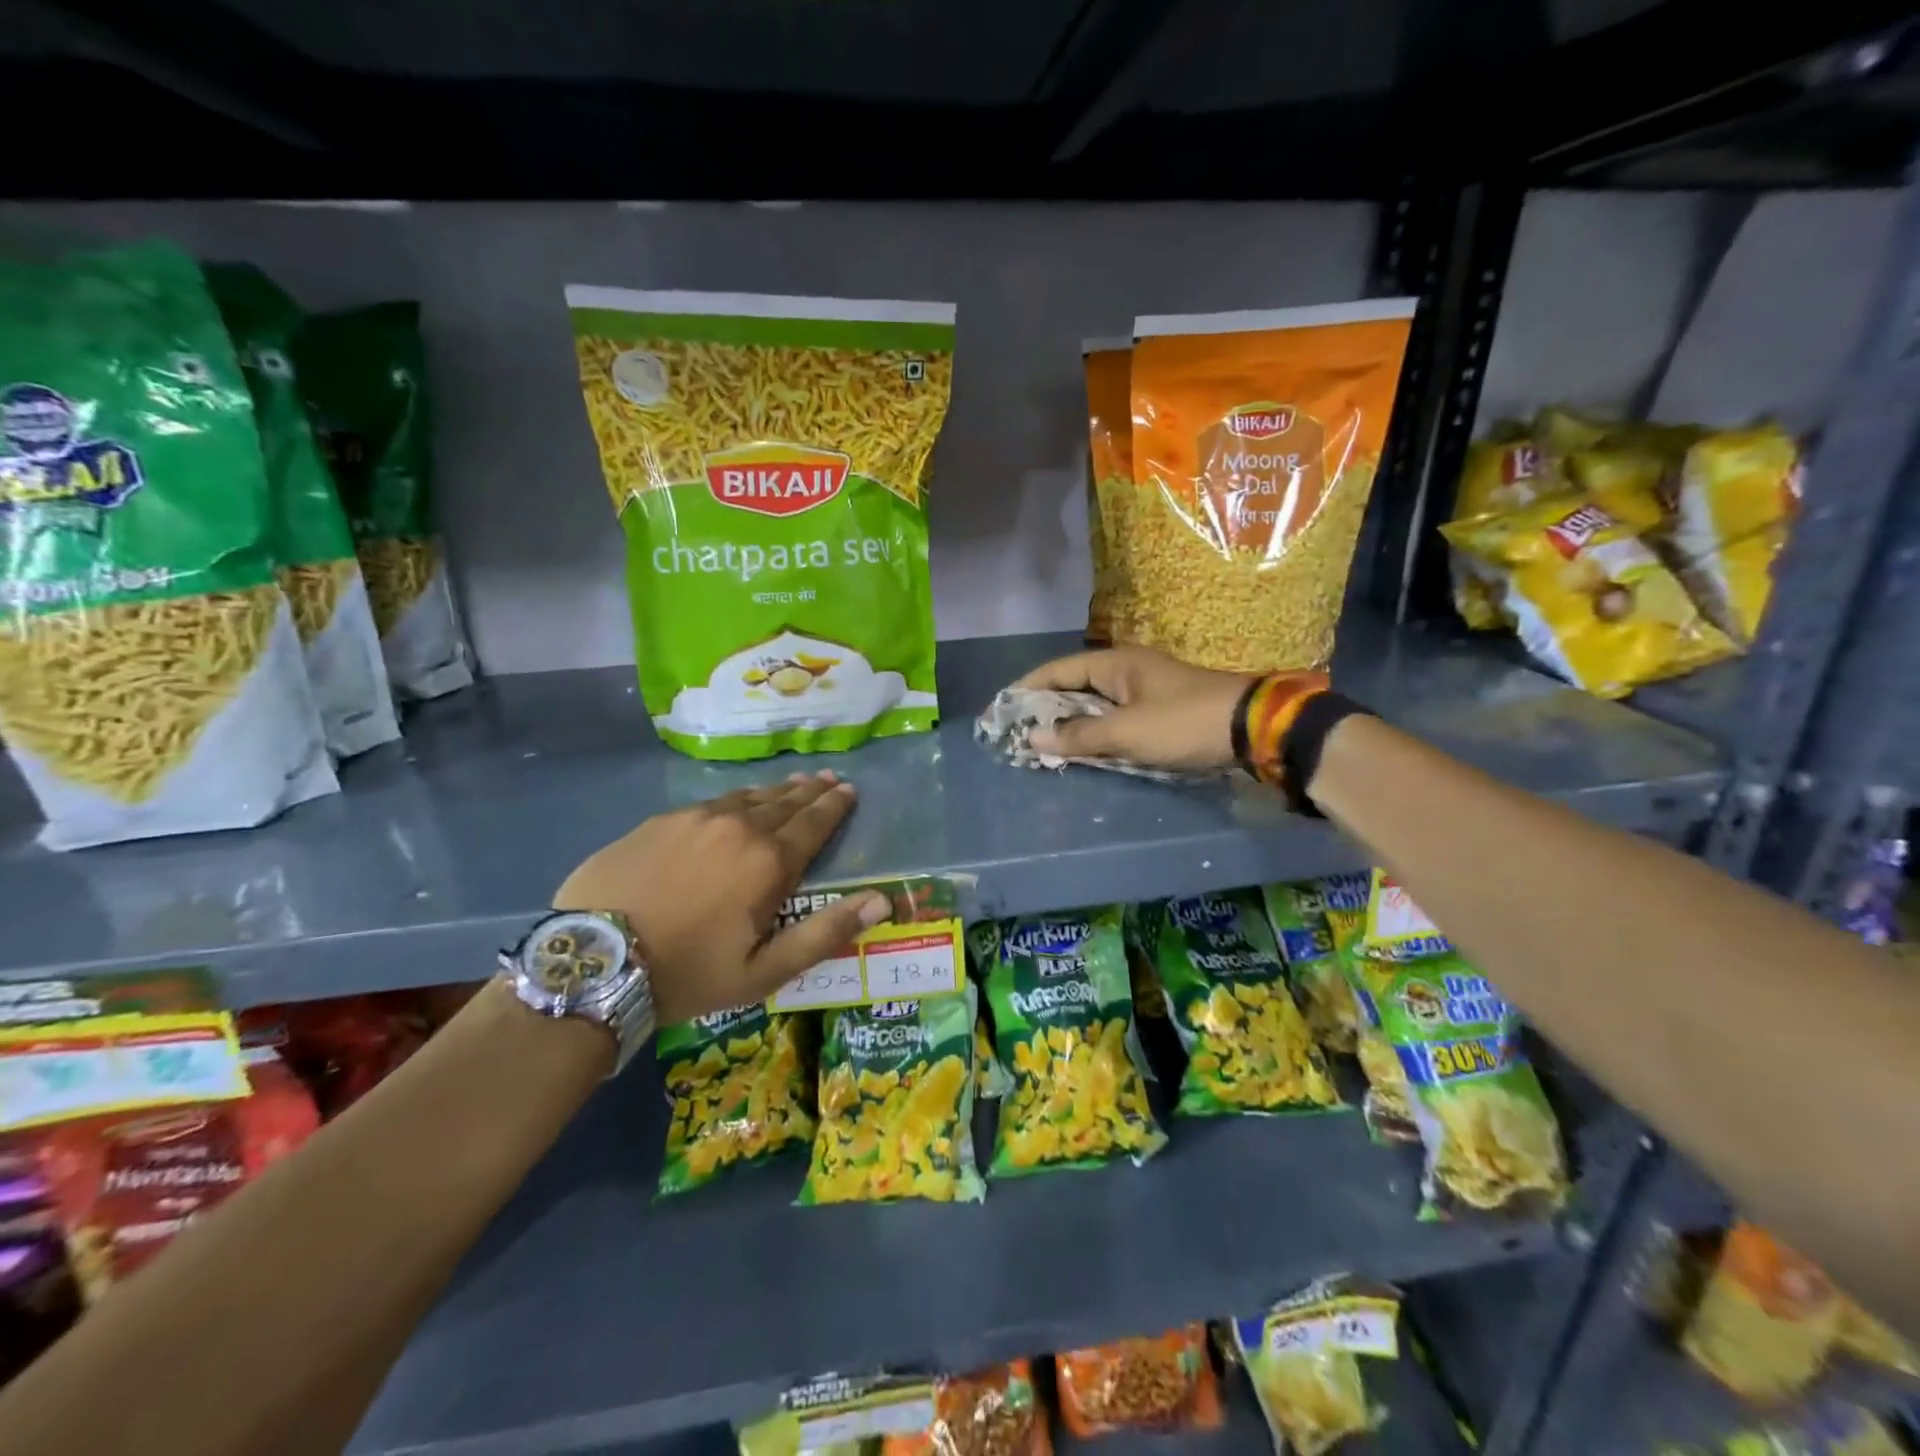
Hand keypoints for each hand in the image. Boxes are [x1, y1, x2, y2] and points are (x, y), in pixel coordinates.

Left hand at [553, 771, 889, 1024]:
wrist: (593, 963)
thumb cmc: (688, 974)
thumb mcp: (764, 971)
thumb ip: (825, 933)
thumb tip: (881, 900)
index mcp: (769, 863)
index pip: (814, 823)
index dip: (835, 807)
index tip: (849, 790)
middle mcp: (739, 827)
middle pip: (785, 802)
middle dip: (811, 791)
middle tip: (828, 779)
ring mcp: (696, 819)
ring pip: (748, 797)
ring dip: (776, 791)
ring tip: (793, 783)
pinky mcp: (660, 821)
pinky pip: (712, 802)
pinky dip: (736, 799)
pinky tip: (737, 802)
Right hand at [1010, 646, 1264, 770]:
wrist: (1254, 728)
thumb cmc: (1184, 723)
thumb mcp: (1127, 732)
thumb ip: (1079, 735)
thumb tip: (1033, 739)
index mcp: (1115, 664)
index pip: (1057, 670)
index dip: (1026, 689)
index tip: (999, 711)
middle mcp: (1126, 671)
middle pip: (1073, 687)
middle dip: (1044, 710)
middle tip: (1017, 735)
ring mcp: (1143, 690)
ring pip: (1094, 705)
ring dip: (1070, 725)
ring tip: (1041, 747)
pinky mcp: (1158, 711)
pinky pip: (1113, 719)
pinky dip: (1094, 733)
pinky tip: (1083, 752)